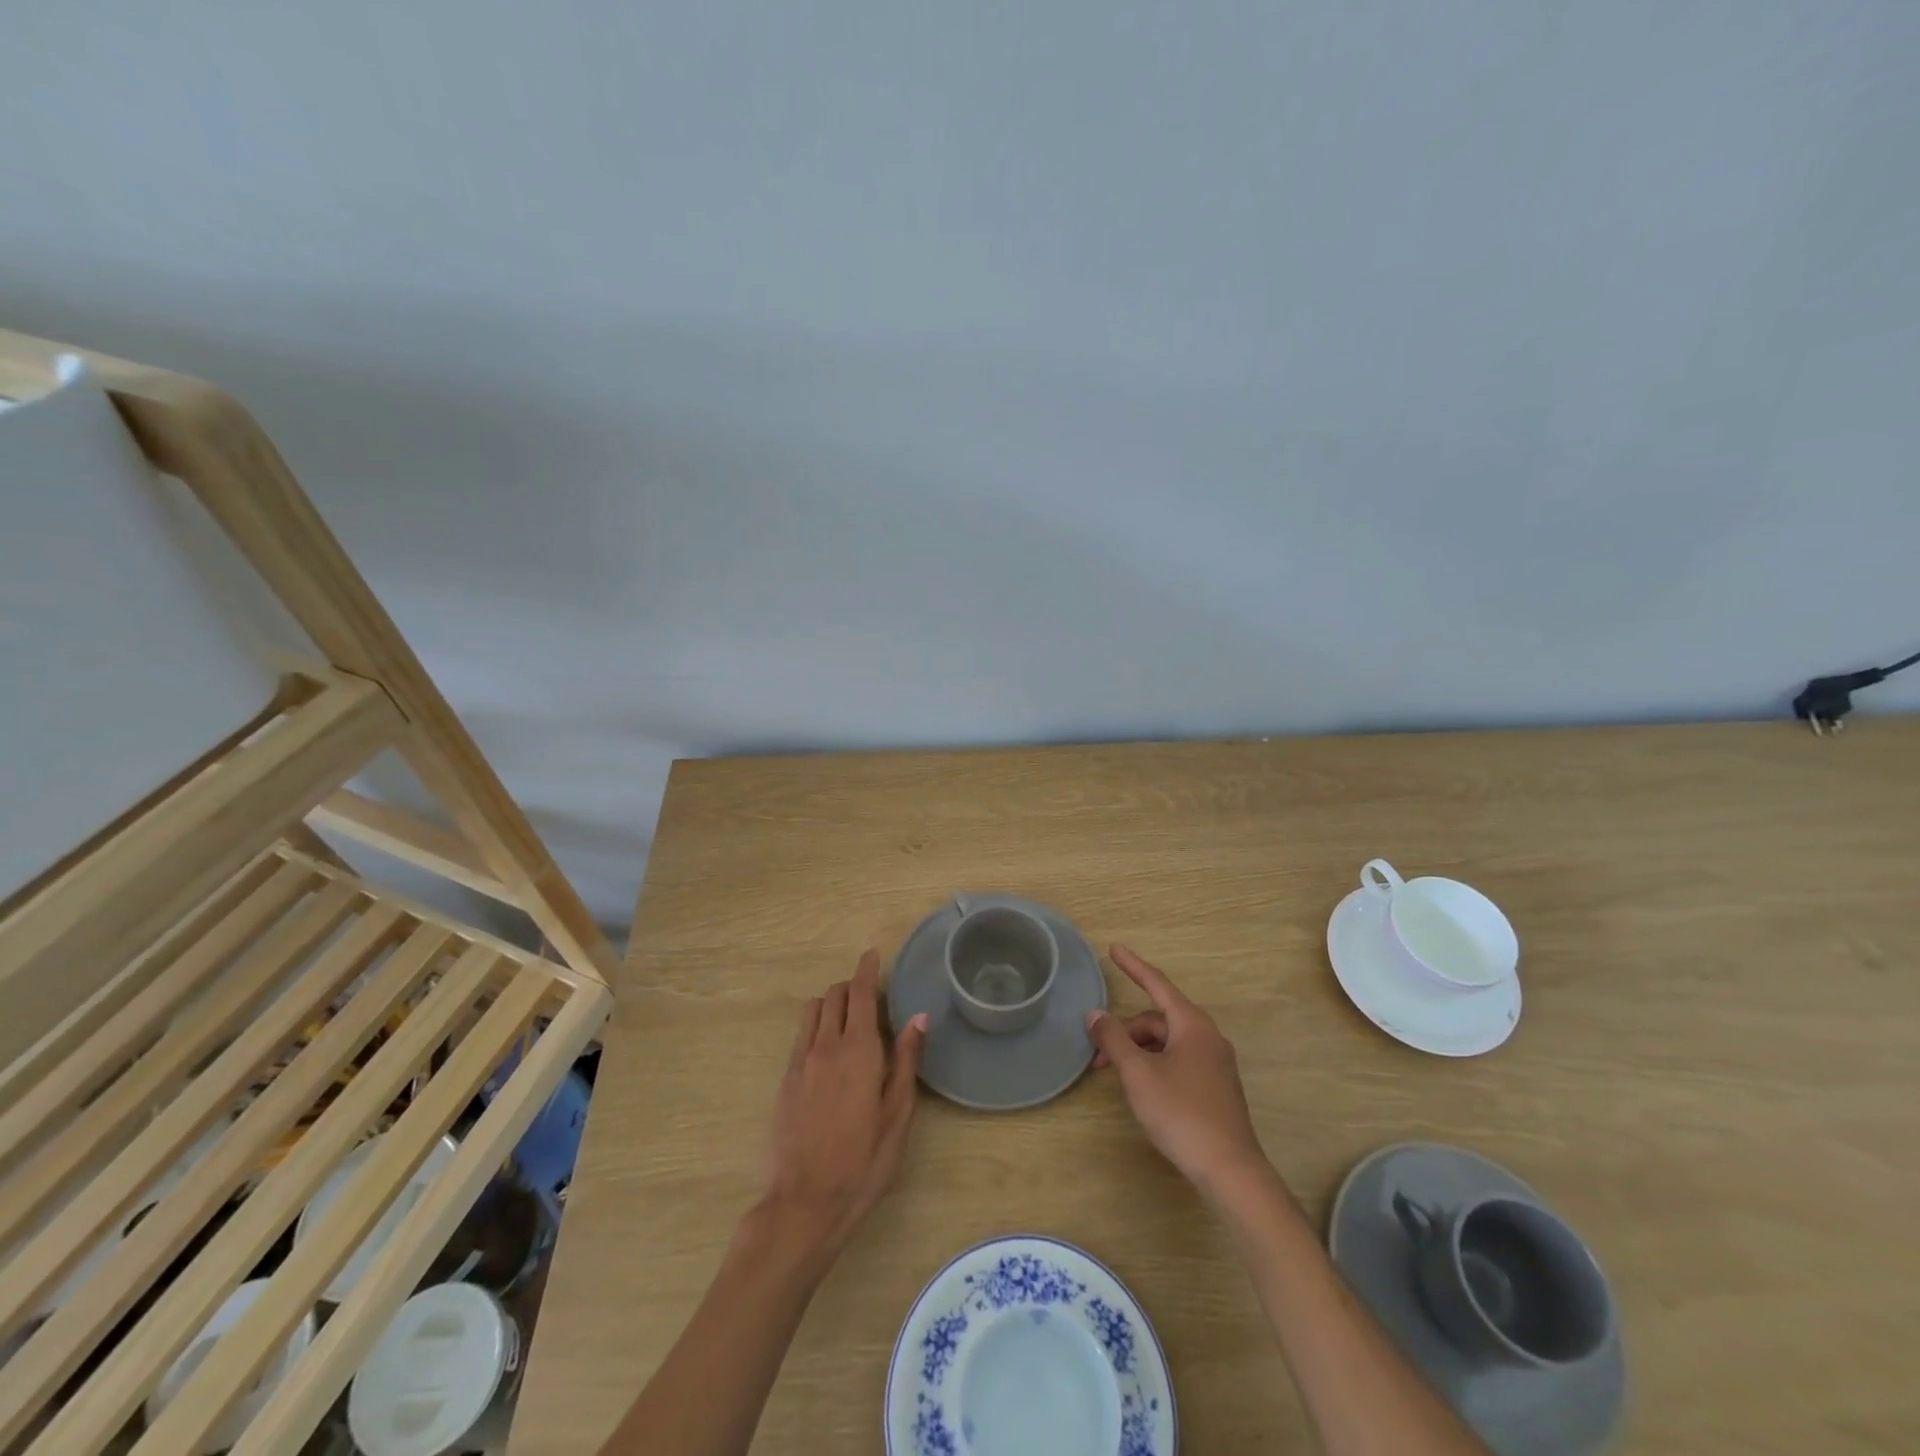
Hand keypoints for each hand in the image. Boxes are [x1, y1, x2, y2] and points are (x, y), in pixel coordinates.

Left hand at [763, 950, 927, 1251]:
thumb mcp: (897, 1115)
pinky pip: (801, 1035)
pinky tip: (828, 1050)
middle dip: (852, 986)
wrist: (803, 1203)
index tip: (873, 955)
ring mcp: (801, 1061)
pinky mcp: (785, 1080)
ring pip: (813, 1010)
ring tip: (849, 1020)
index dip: (867, 969)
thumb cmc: (862, 1162)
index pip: (860, 993)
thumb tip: (918, 1016)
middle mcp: (826, 1045)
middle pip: (834, 995)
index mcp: (859, 1050)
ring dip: (831, 1003)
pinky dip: (816, 1026)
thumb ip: (907, 1061)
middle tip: (872, 998)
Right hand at [1086, 944, 1266, 1194]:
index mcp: (1192, 1024)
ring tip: (1117, 1076)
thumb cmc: (1181, 1113)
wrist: (1230, 1169)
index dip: (1133, 966)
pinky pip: (1180, 1059)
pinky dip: (1155, 1063)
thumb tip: (1095, 1014)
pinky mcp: (1217, 1087)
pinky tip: (1143, 1088)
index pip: (1157, 983)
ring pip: (1168, 1042)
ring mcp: (1216, 1063)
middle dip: (1127, 1032)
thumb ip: (1114, 1039)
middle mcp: (1208, 1036)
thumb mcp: (1138, 1073)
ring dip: (1139, 1050)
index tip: (1114, 949)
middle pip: (1159, 1019)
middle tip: (1098, 1057)